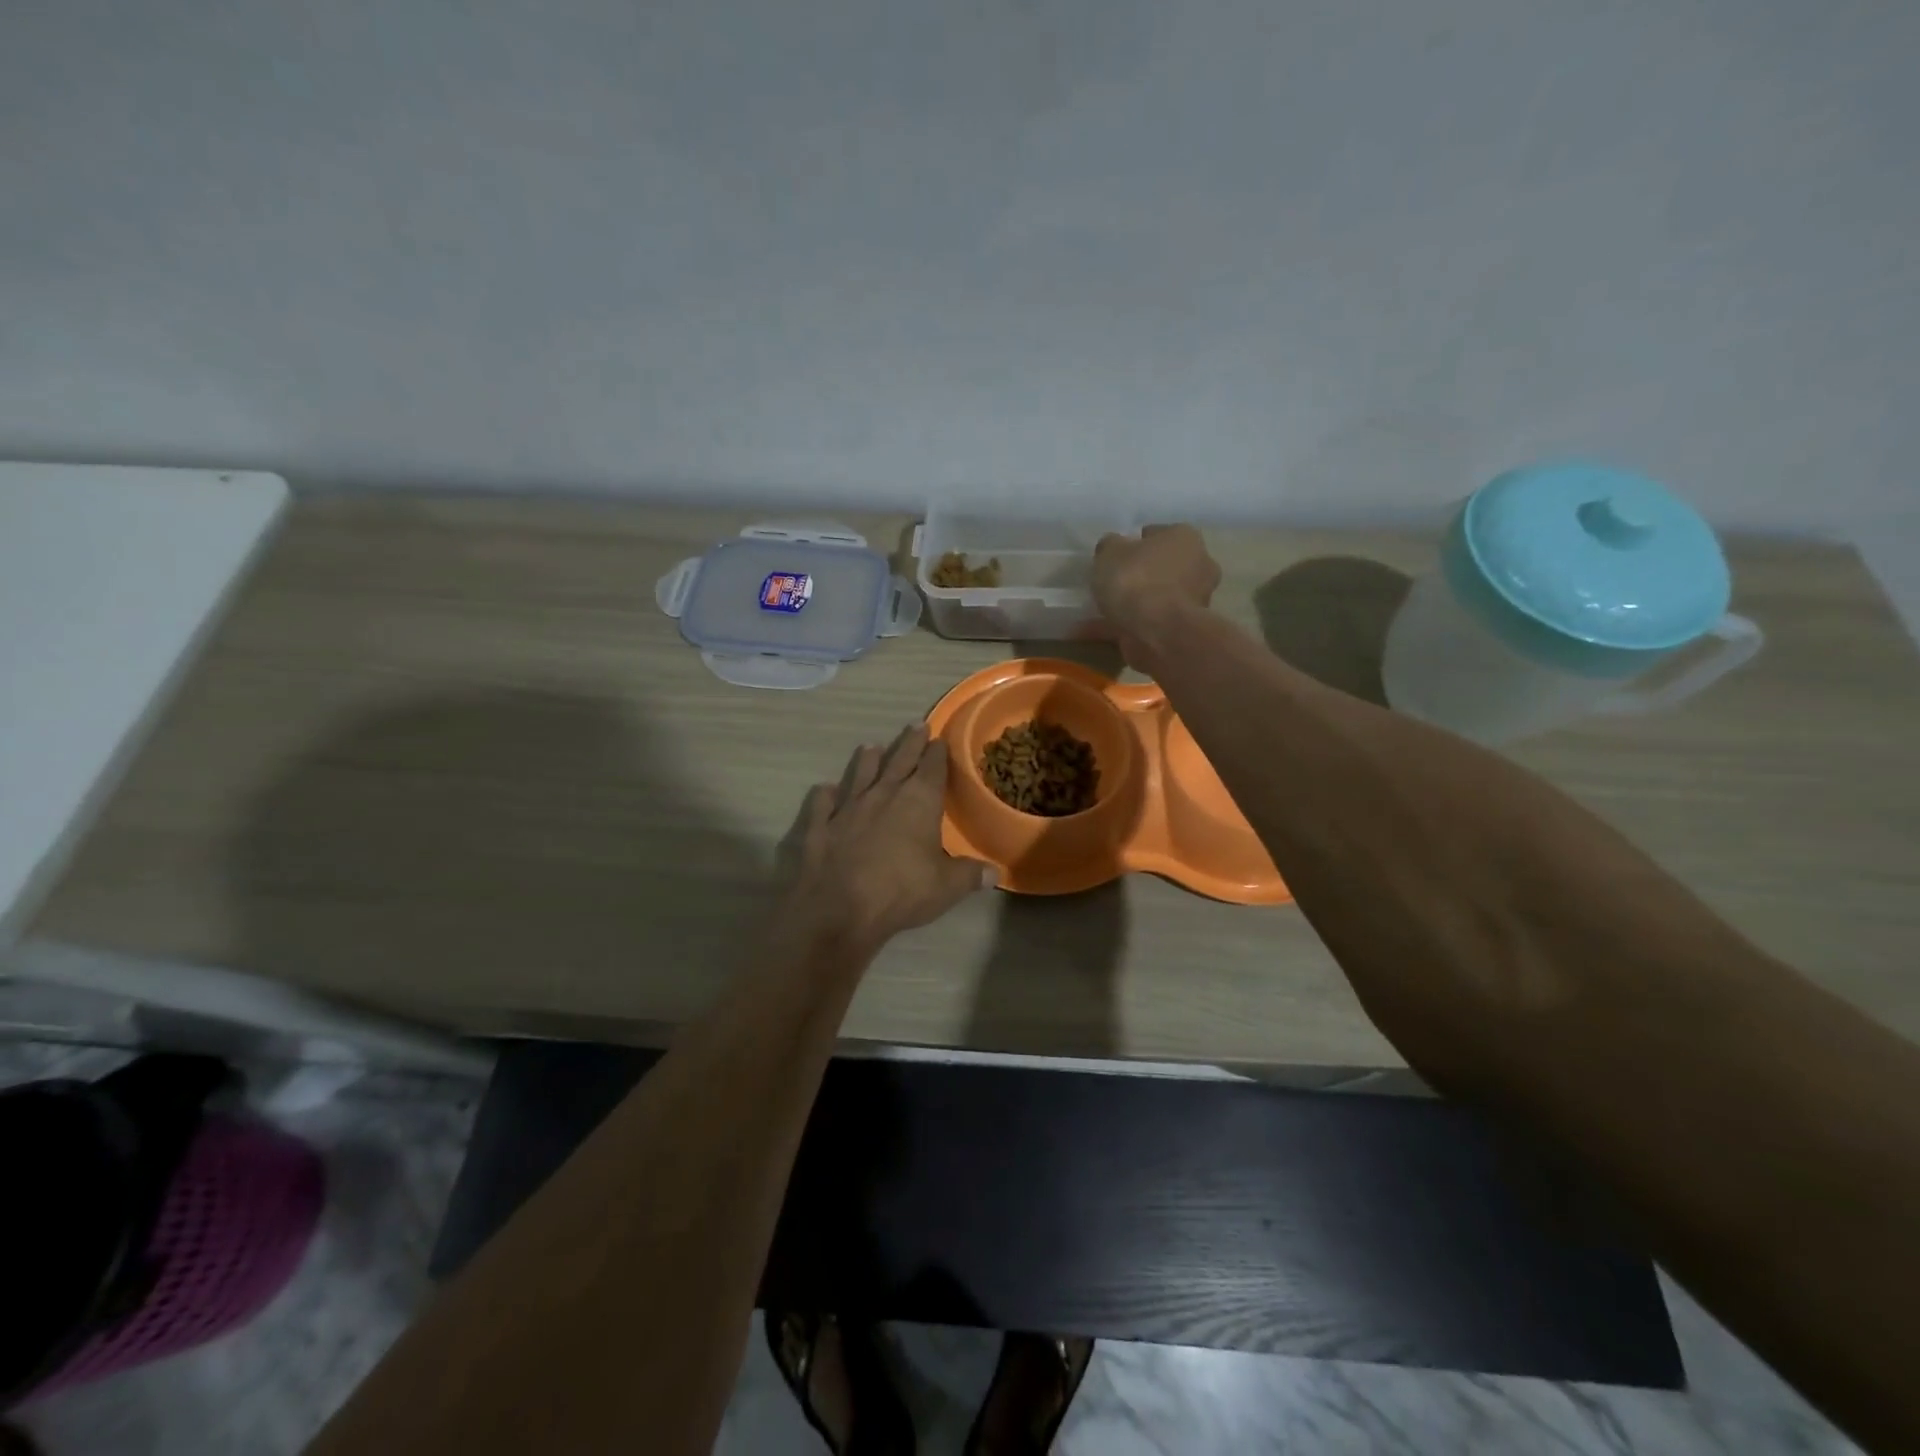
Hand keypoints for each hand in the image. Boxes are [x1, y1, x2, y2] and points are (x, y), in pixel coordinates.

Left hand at [784, 725, 993, 950]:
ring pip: (859, 775)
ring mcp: (848, 808)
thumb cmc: (901, 891)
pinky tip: (825, 789)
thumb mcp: (946, 887)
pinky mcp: (819, 825)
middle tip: (916, 725)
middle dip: (909, 743)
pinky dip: (825, 795)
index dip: (937, 753)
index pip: (932, 768)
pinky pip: (822, 804)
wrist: (837, 907)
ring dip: (867, 761)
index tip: (940, 739)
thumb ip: (970, 875)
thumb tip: (995, 872)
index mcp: (918, 801)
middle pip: (899, 761)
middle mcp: (883, 794)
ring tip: (871, 746)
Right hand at [1092, 524, 1220, 666]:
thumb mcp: (1110, 552)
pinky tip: (1096, 631)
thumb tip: (1113, 547)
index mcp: (1185, 538)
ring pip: (1156, 598)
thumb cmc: (1137, 580)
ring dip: (1134, 604)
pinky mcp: (1182, 630)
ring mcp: (1193, 601)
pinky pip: (1147, 623)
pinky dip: (1125, 626)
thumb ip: (1110, 546)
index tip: (1115, 557)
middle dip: (1140, 575)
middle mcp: (1198, 566)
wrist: (1158, 633)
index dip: (1134, 544)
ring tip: (1101, 611)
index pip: (1157, 534)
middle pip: (1162, 567)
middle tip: (1111, 583)